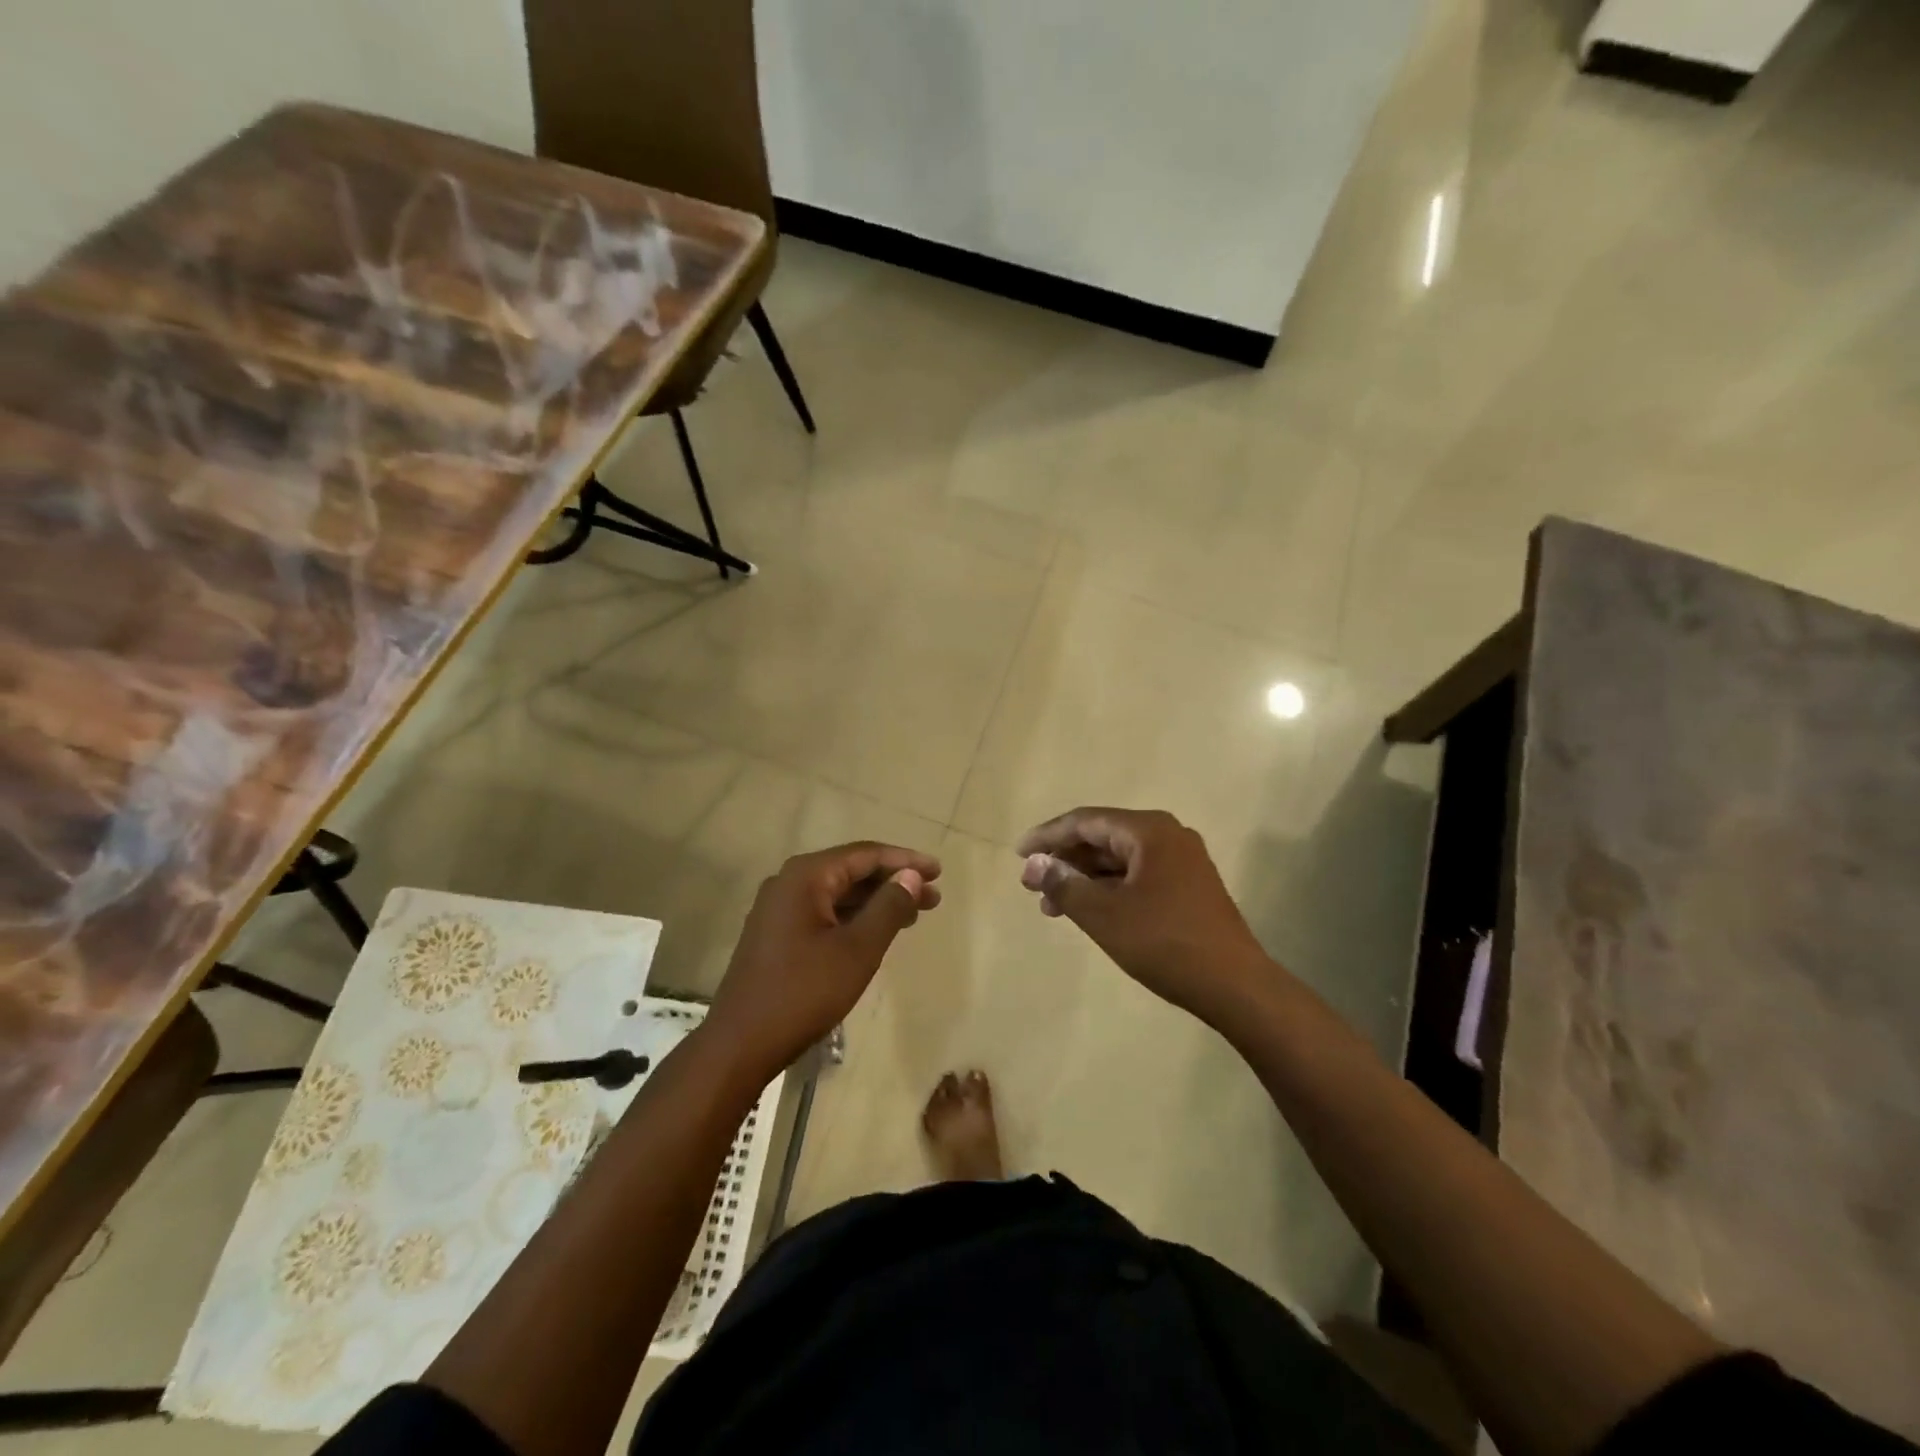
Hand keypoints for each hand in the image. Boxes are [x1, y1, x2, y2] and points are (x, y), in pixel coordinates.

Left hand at [707, 841, 941, 1075]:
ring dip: (876, 901)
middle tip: (933, 897)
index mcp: (805, 877)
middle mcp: (789, 883)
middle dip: (894, 882)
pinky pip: (824, 912)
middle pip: (851, 871)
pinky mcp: (777, 934)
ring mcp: (779, 909)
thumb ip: (888, 907)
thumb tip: (912, 876)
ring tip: (914, 915)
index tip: (938, 871)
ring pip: (838, 893)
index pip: (865, 855)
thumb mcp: (857, 949)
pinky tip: (877, 932)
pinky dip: (855, 918)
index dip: (905, 861)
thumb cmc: (803, 992)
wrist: (740, 1044)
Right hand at [1017, 807, 1274, 1023]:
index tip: (1019, 854)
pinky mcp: (1188, 886)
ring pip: (1119, 860)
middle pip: (1103, 838)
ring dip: (1084, 879)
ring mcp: (1182, 861)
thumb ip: (1064, 884)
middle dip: (1065, 861)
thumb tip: (1033, 864)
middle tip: (1032, 886)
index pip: (1086, 821)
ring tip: (1052, 907)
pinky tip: (1089, 911)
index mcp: (1149, 831)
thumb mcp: (1104, 914)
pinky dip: (1108, 890)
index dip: (1048, 836)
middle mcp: (1167, 835)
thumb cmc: (1164, 942)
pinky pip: (1137, 875)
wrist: (1235, 985)